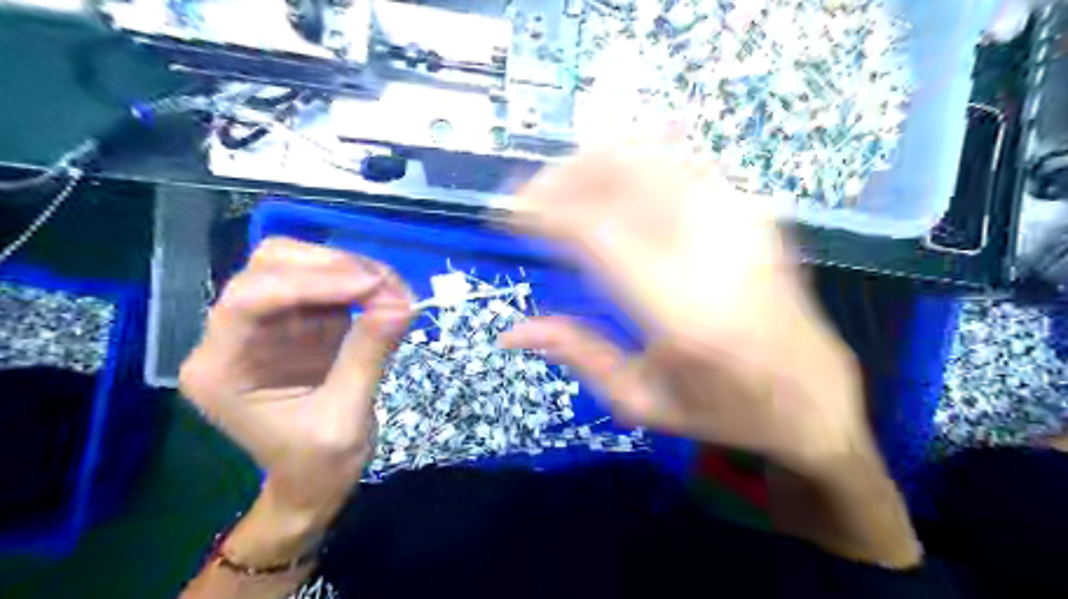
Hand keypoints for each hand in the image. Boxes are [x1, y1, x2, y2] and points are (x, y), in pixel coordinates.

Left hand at [178, 238, 412, 518]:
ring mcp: (268, 325)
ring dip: (350, 269)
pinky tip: (387, 294)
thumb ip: (368, 355)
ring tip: (395, 290)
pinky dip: (359, 282)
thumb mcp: (345, 416)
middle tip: (387, 286)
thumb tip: (404, 304)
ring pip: (299, 266)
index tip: (372, 286)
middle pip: (269, 268)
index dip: (311, 283)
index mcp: (220, 368)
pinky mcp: (300, 323)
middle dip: (333, 268)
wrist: (315, 484)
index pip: (250, 300)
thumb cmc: (317, 464)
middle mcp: (234, 336)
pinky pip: (326, 284)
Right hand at [496, 140, 870, 476]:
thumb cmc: (725, 411)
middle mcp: (714, 250)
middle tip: (529, 199)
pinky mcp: (754, 209)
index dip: (542, 210)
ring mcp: (742, 218)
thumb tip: (511, 332)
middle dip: (561, 174)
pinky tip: (611, 179)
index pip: (596, 232)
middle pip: (623, 172)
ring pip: (652, 153)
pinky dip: (635, 158)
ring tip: (562, 188)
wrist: (813, 394)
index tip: (505, 214)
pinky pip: (683, 159)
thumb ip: (577, 355)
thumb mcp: (643, 402)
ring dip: (594, 161)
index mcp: (682, 311)